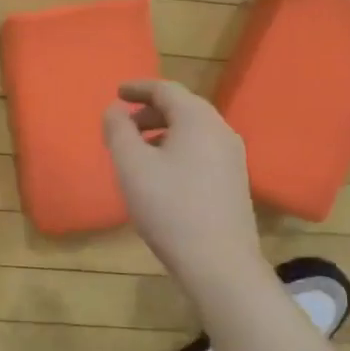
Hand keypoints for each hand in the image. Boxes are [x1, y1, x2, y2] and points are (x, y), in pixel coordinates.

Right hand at [103, 80, 261, 295]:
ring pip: (193, 131)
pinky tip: (162, 174)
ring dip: (163, 132)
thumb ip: (118, 131)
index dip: (138, 88)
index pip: (166, 89)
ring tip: (138, 150)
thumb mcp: (132, 166)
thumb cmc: (170, 208)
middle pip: (183, 108)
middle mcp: (221, 131)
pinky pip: (202, 150)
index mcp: (198, 119)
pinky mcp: (234, 181)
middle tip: (123, 126)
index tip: (116, 93)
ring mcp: (233, 157)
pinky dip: (178, 149)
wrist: (219, 262)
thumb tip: (115, 109)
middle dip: (150, 112)